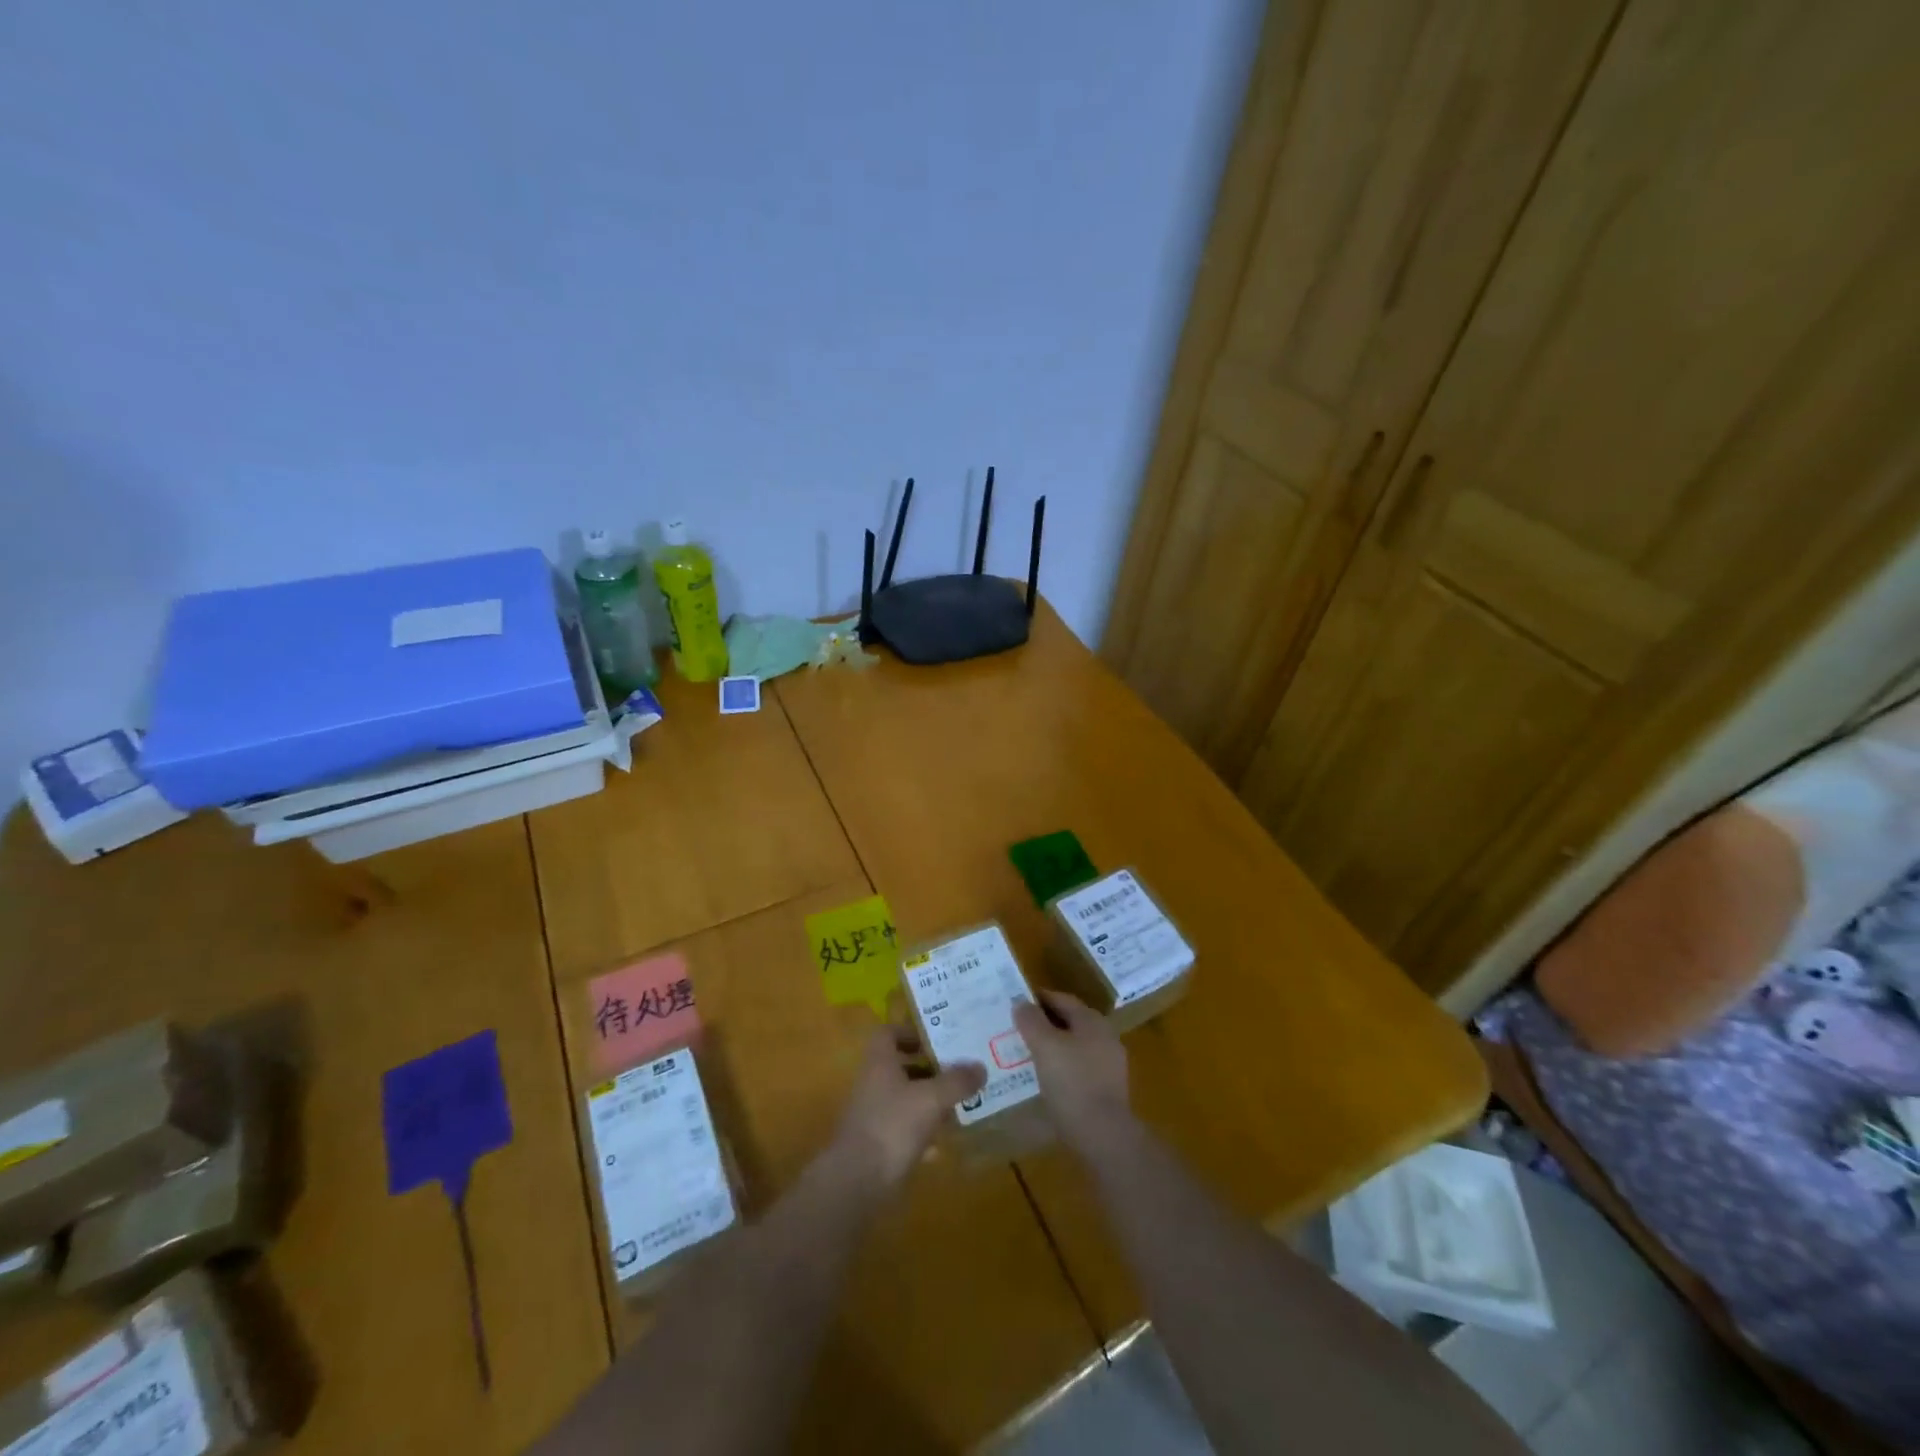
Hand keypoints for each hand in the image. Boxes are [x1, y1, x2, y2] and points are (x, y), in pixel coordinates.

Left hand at [833, 1025, 985, 1189]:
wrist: (857, 1182)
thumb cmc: (892, 1126)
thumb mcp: (931, 1098)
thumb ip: (957, 1081)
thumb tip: (980, 1066)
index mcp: (879, 1062)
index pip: (889, 1033)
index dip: (911, 1031)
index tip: (937, 1038)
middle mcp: (874, 1083)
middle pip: (901, 1066)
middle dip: (930, 1068)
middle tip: (959, 1070)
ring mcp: (875, 1115)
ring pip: (905, 1098)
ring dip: (930, 1100)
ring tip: (960, 1103)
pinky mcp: (879, 1145)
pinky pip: (905, 1130)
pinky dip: (924, 1132)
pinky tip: (945, 1142)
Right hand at [1013, 991, 1133, 1154]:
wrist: (1103, 1135)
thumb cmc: (1072, 1082)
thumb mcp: (1044, 1046)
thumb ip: (1031, 1021)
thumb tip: (1021, 1002)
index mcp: (1092, 1021)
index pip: (1062, 999)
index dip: (1038, 999)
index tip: (1016, 1005)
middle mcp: (1105, 1037)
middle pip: (1070, 1022)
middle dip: (1044, 1024)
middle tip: (1018, 1030)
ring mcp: (1109, 1064)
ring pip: (1074, 1047)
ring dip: (1053, 1048)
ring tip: (1027, 1056)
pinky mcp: (1107, 1090)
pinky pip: (1079, 1069)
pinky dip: (1062, 1068)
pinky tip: (1046, 1080)